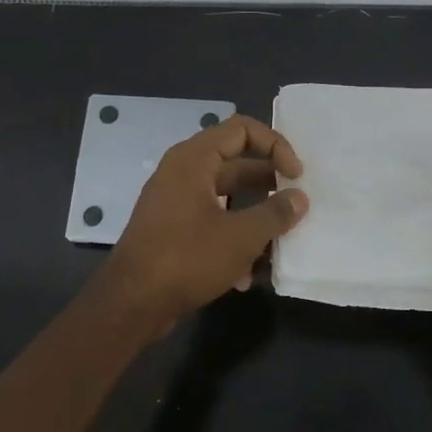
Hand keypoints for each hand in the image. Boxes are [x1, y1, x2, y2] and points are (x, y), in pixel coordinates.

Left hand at [102, 114, 308, 327]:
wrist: (131, 303)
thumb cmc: (187, 258)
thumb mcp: (241, 237)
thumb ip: (275, 213)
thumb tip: (300, 198)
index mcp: (194, 159)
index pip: (242, 129)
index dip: (276, 145)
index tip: (296, 176)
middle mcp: (182, 173)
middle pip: (236, 164)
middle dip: (269, 184)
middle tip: (296, 204)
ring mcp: (175, 203)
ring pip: (226, 199)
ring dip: (254, 218)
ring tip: (279, 243)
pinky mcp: (172, 231)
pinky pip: (211, 223)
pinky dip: (232, 240)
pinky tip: (247, 275)